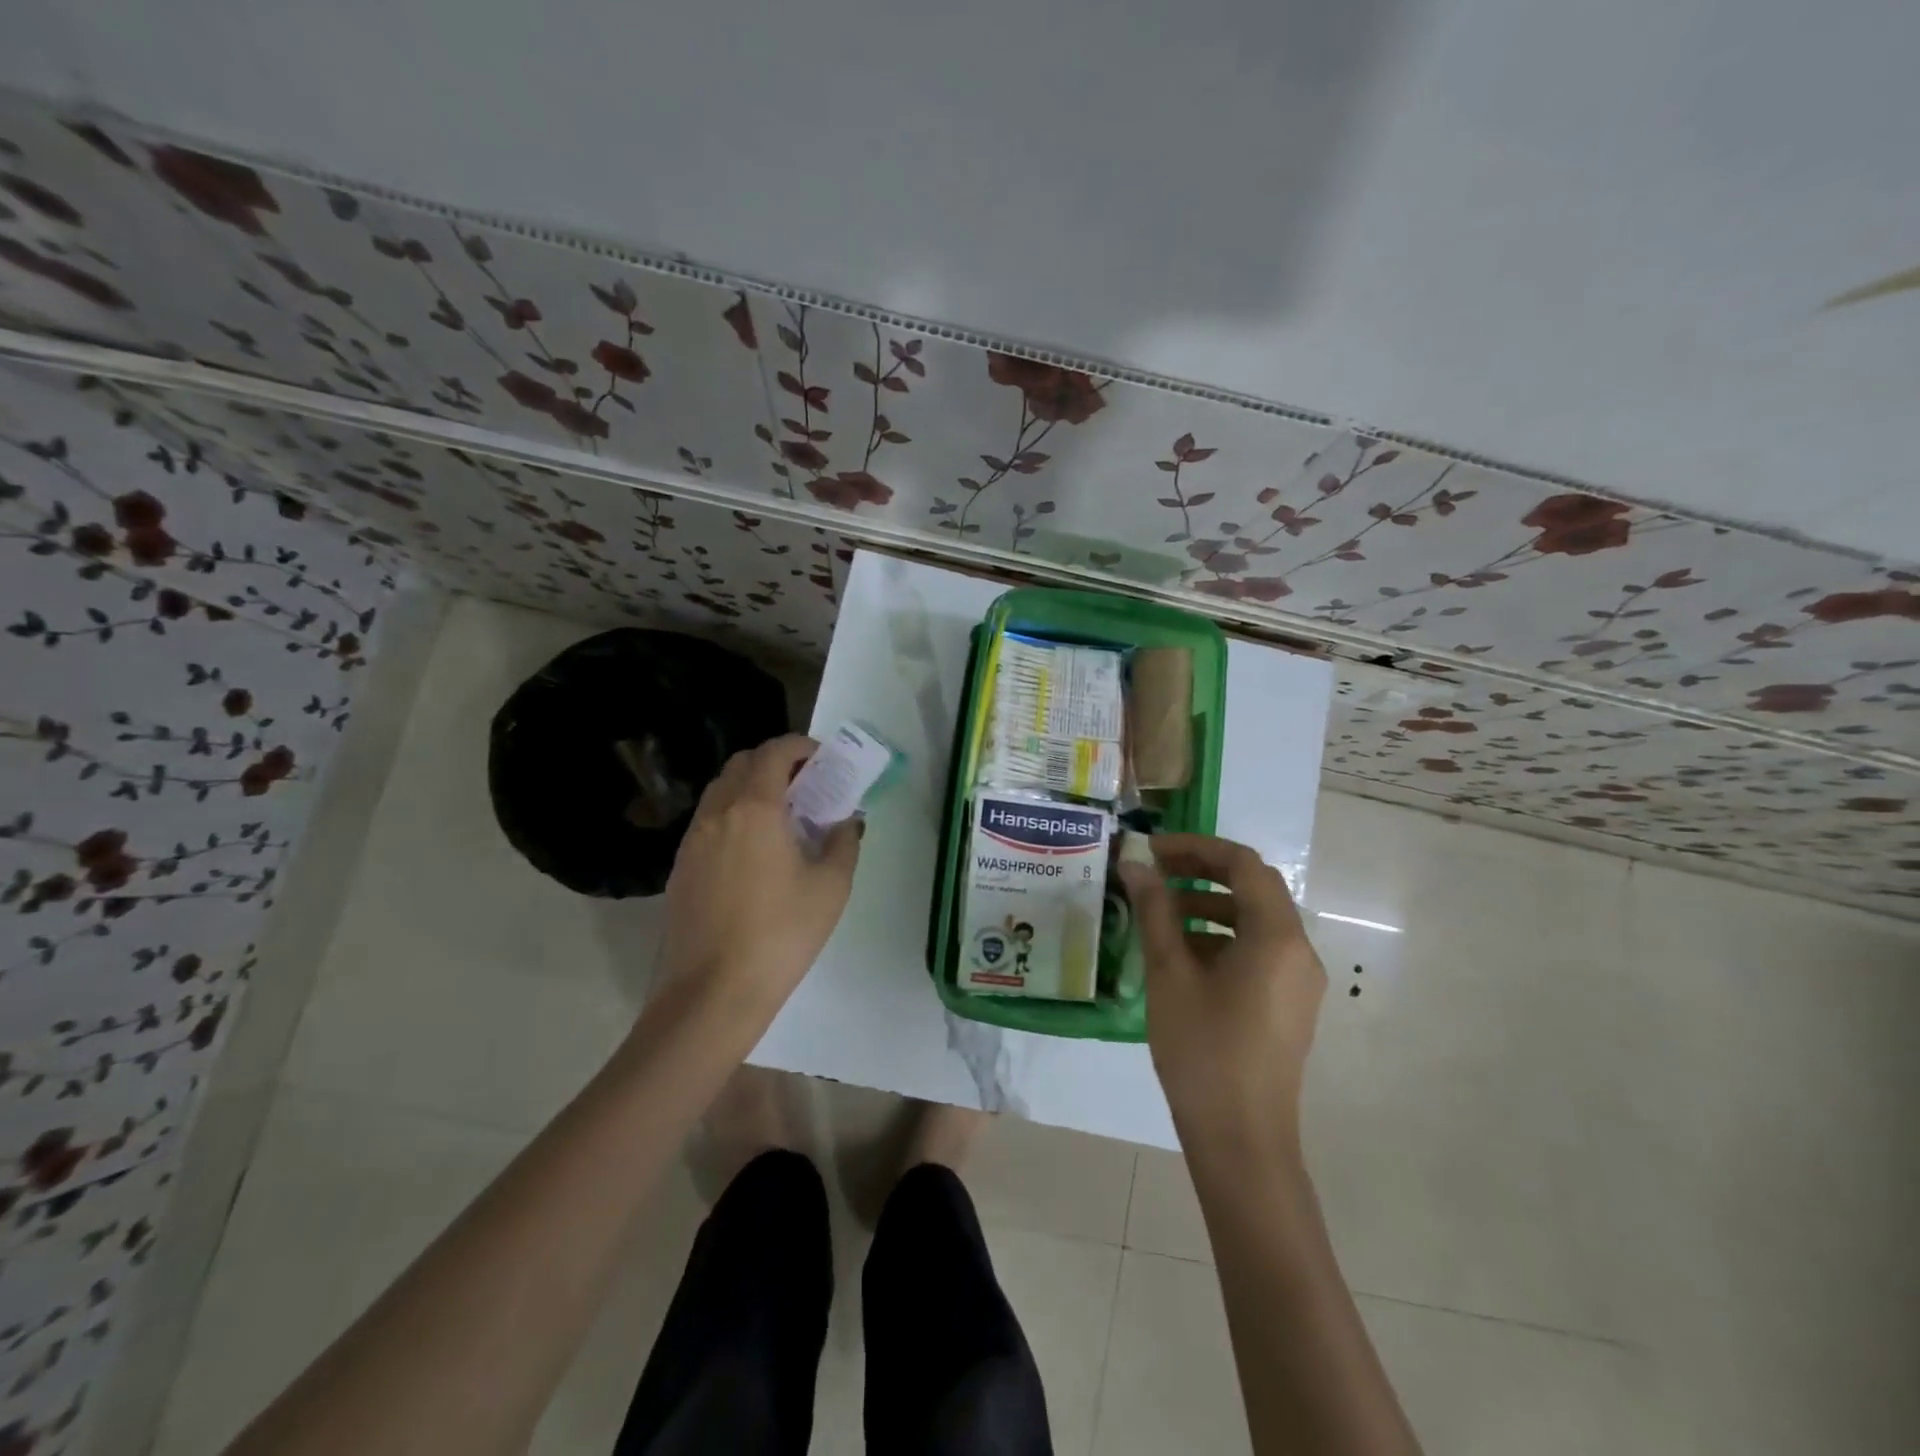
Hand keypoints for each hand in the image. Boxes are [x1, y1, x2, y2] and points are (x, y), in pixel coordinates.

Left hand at [658, 735, 861, 1022]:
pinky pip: (708, 822)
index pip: (773, 753)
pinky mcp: (680, 868)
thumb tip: (846, 821)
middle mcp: (717, 814)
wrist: (712, 993)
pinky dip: (732, 816)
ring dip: (750, 788)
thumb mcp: (830, 888)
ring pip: (720, 792)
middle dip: (774, 763)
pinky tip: (753, 851)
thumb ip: (843, 842)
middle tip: (805, 786)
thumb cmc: (781, 935)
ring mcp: (692, 840)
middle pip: (742, 764)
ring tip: (780, 817)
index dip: (800, 747)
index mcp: (754, 808)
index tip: (822, 760)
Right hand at [1118, 834, 1325, 1148]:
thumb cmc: (1203, 1050)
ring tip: (1162, 909)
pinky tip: (1183, 951)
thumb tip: (1135, 865)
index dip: (1196, 847)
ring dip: (1211, 903)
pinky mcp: (1288, 1003)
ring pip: (1256, 918)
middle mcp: (1298, 949)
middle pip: (1254, 887)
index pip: (1243, 864)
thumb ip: (1155, 911)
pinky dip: (1222, 935)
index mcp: (1276, 936)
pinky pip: (1258, 949)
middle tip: (1155, 870)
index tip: (1153, 849)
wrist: (1241, 1139)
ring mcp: (1298, 979)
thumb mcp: (1170, 973)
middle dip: (1203, 870)